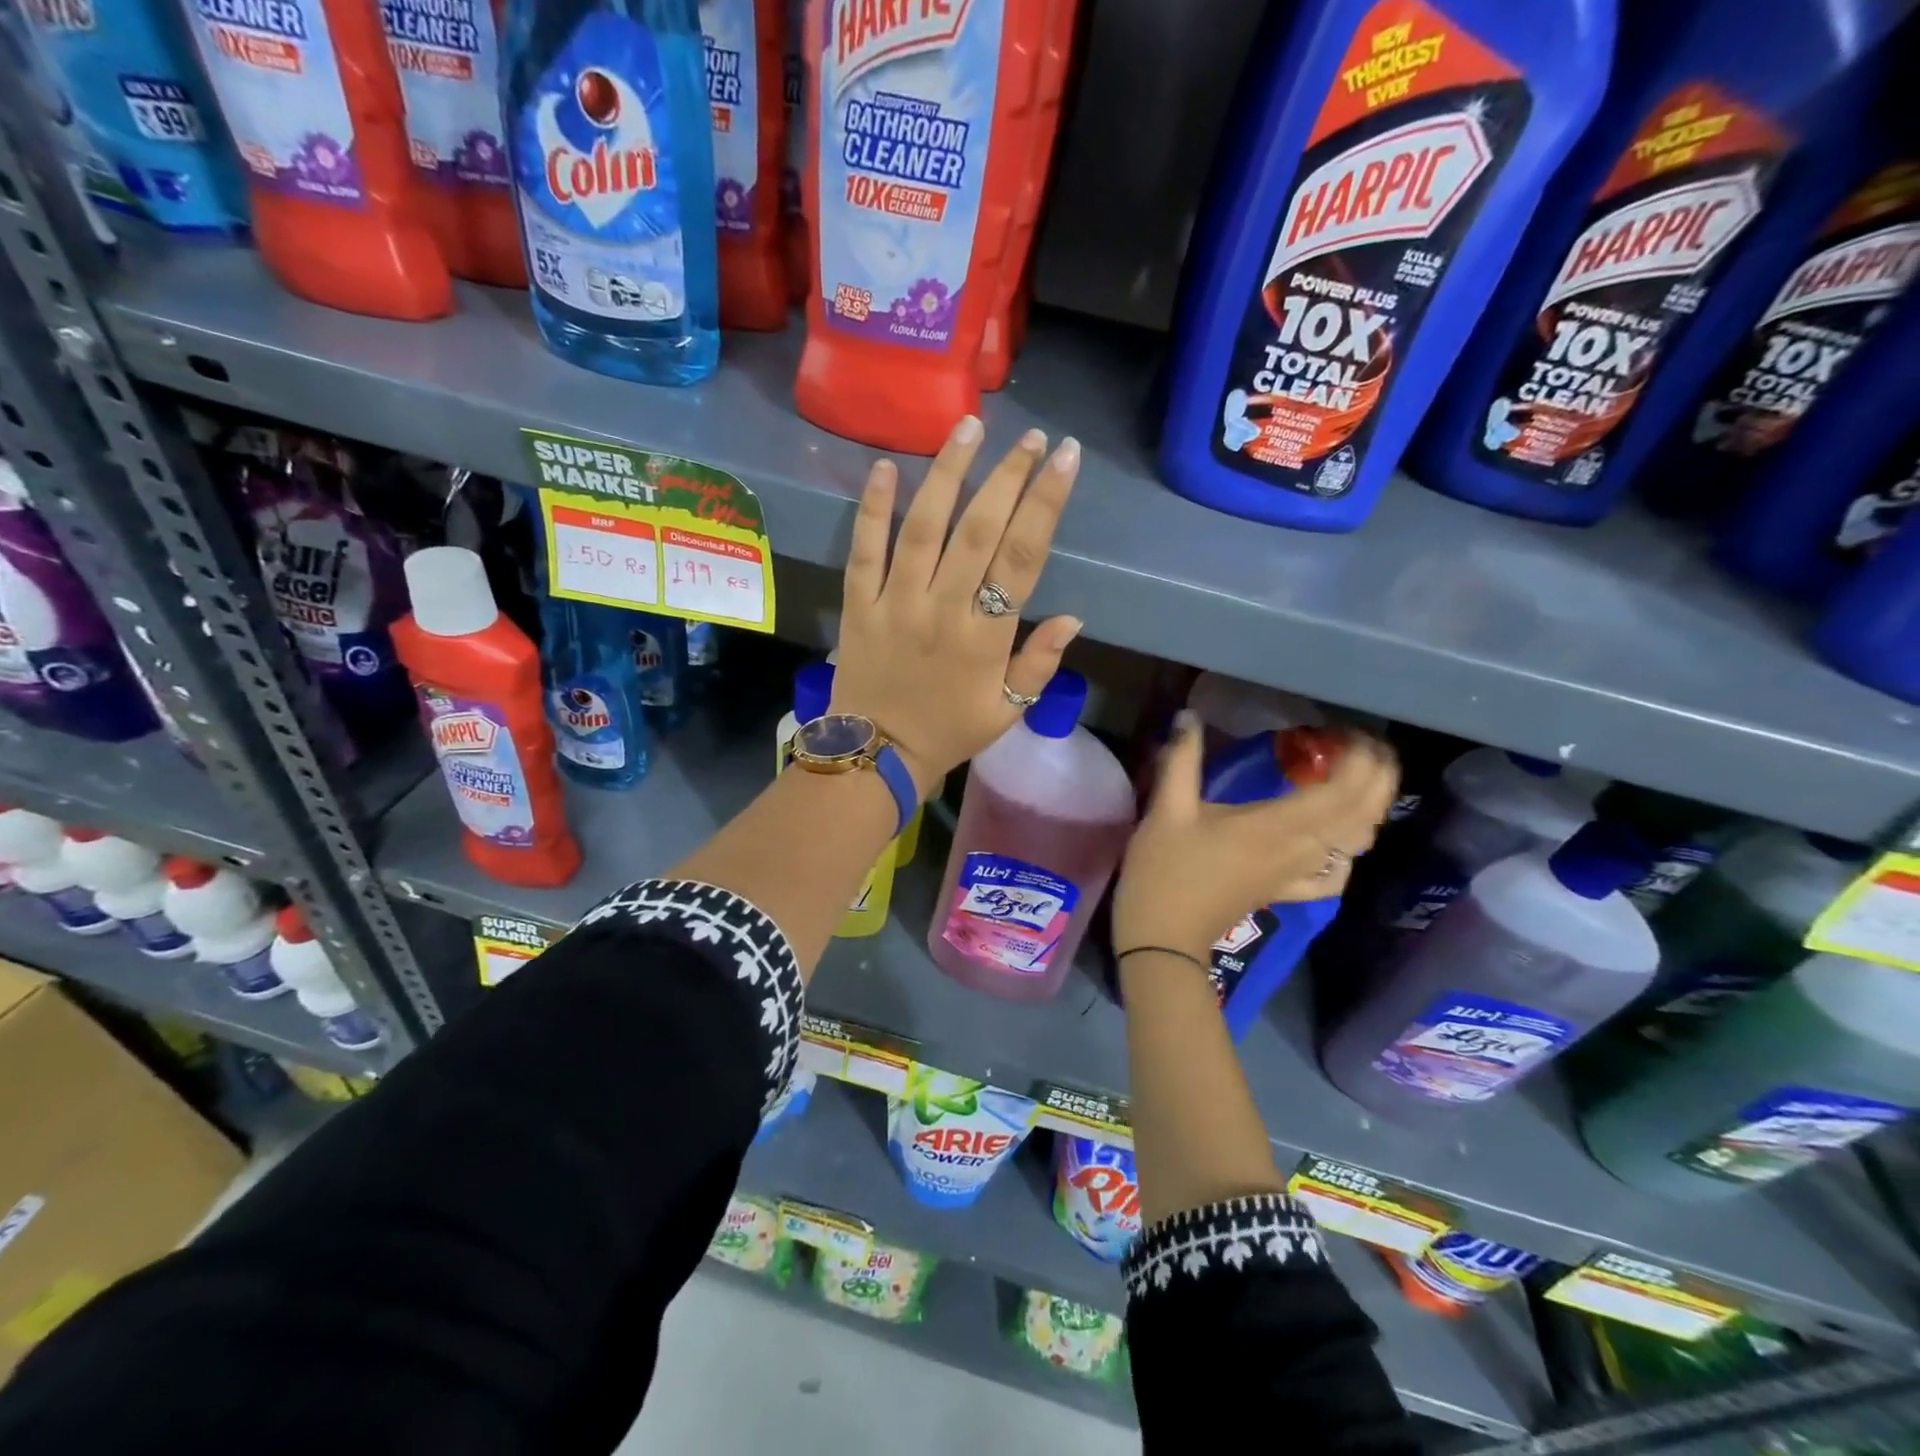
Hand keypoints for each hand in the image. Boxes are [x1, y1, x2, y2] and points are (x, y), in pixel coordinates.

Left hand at [831, 416, 1084, 794]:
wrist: (876, 756)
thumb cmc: (950, 732)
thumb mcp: (1008, 712)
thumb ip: (1040, 663)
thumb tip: (1074, 616)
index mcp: (986, 637)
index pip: (1022, 557)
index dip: (1045, 503)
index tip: (1064, 458)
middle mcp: (943, 609)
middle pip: (979, 530)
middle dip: (1008, 476)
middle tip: (1030, 437)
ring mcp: (896, 602)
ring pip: (924, 526)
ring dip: (948, 473)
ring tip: (969, 427)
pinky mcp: (859, 604)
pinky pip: (864, 549)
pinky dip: (874, 507)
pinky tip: (888, 466)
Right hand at [1112, 712, 1398, 961]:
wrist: (1162, 936)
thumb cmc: (1164, 870)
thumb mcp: (1167, 809)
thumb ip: (1182, 758)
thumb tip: (1188, 715)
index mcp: (1277, 826)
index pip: (1342, 790)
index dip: (1360, 759)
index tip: (1350, 730)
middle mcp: (1301, 850)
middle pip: (1362, 814)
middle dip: (1378, 777)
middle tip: (1367, 745)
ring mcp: (1297, 875)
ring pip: (1355, 842)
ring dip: (1370, 807)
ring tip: (1361, 777)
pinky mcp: (1287, 892)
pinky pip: (1334, 874)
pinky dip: (1347, 853)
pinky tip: (1336, 842)